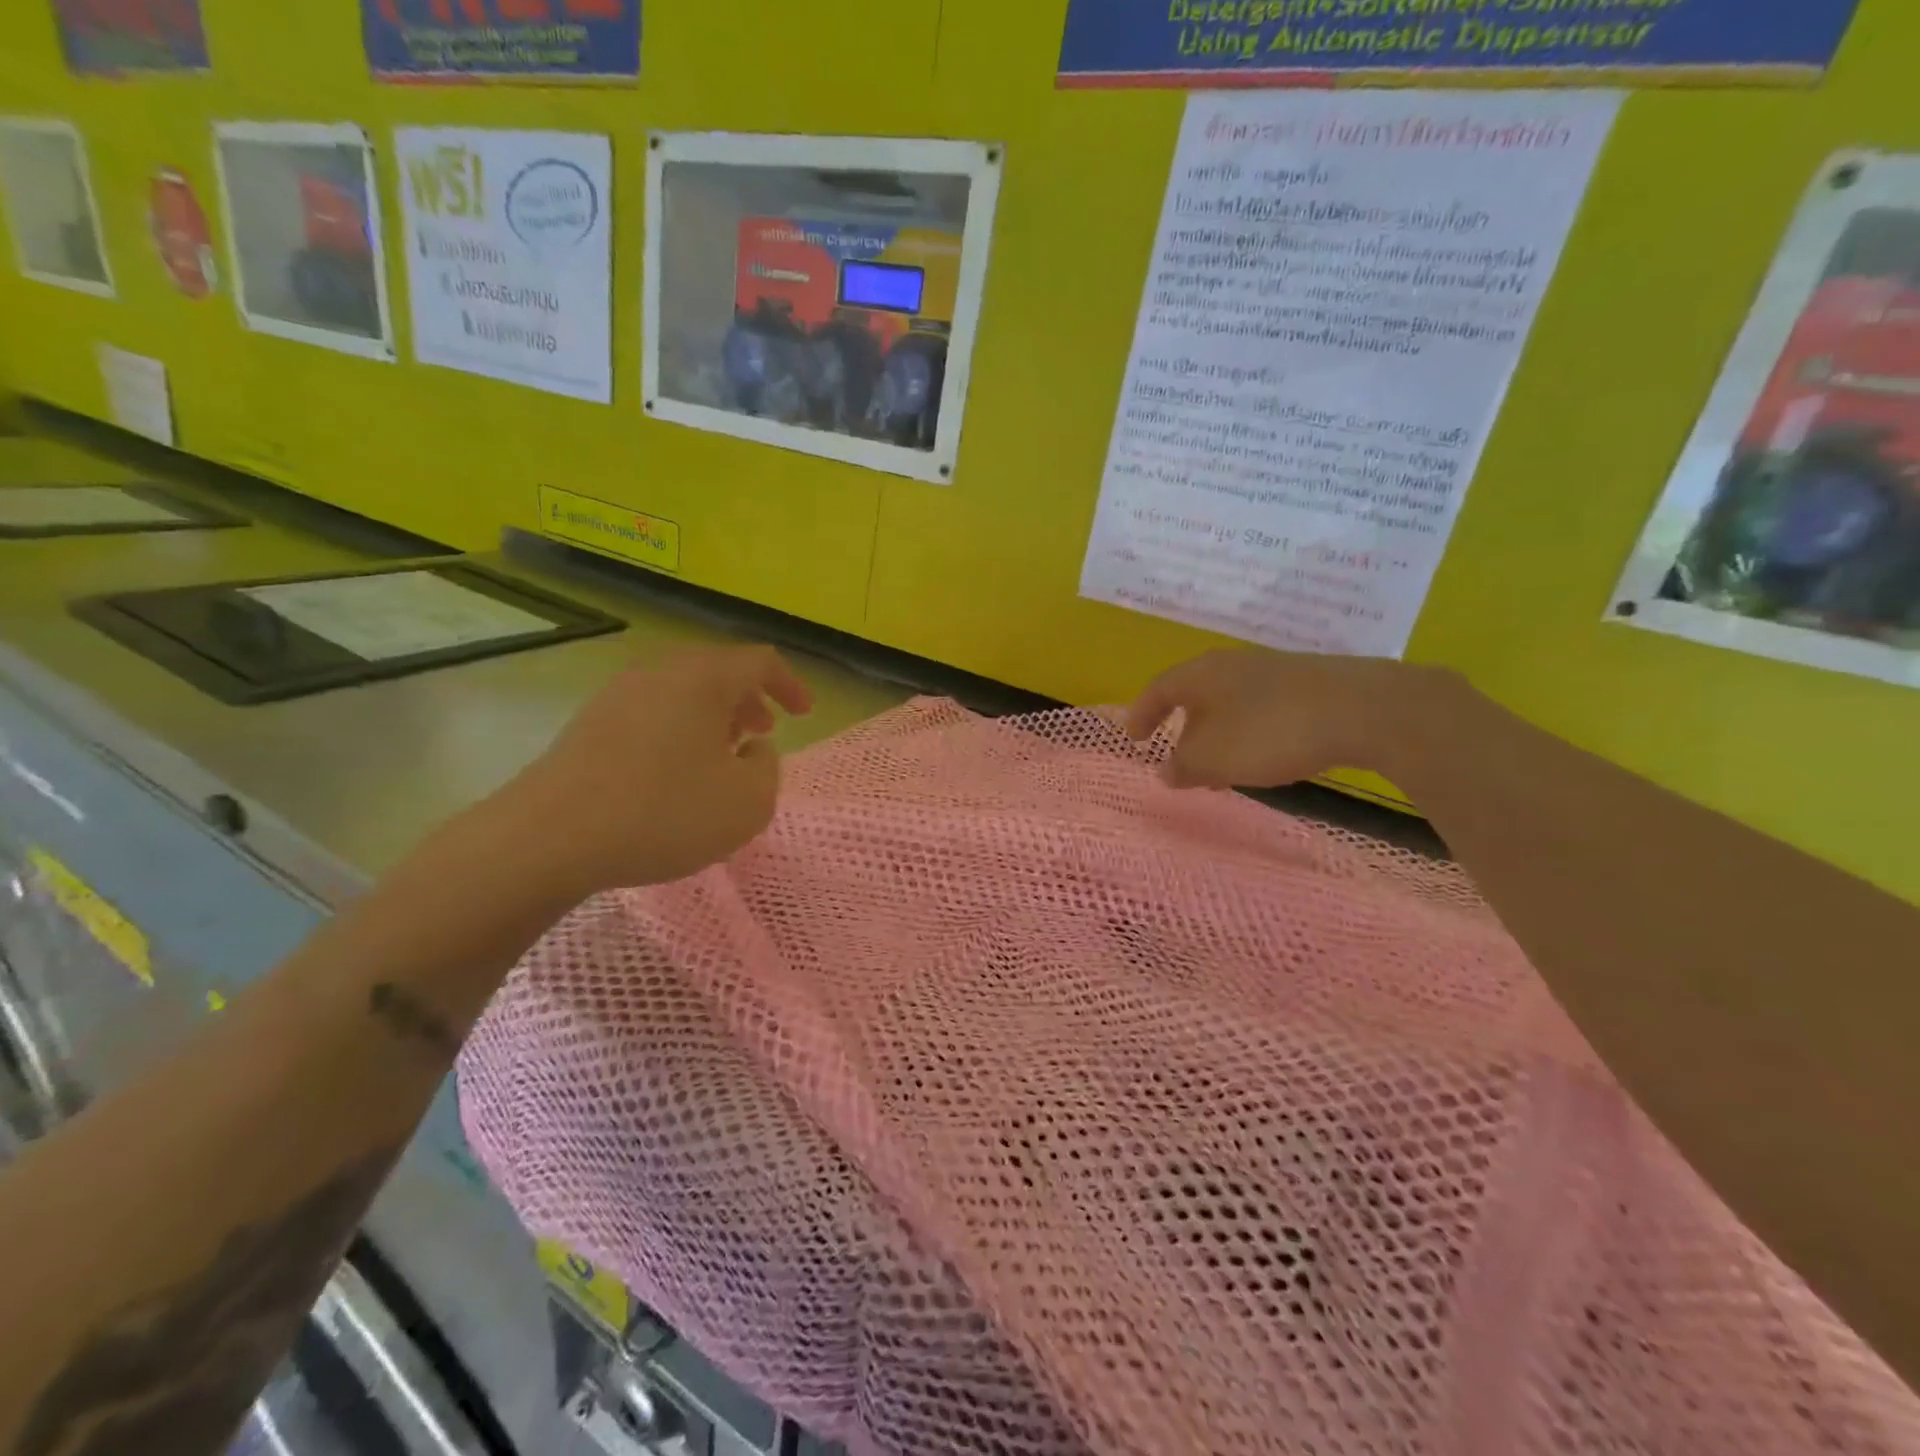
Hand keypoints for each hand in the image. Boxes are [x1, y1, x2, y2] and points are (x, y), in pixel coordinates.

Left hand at [483, 645, 812, 896]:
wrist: (550, 838)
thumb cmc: (665, 813)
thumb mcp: (747, 802)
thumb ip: (768, 769)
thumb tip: (752, 749)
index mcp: (703, 679)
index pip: (759, 661)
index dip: (790, 684)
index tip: (803, 714)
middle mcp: (660, 672)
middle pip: (717, 671)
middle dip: (748, 699)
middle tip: (763, 731)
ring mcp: (618, 695)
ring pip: (681, 691)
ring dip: (712, 716)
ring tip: (723, 752)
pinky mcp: (589, 724)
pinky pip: (651, 712)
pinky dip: (678, 729)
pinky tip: (675, 771)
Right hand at [1126, 649, 1436, 788]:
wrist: (1365, 709)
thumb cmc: (1270, 731)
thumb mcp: (1213, 758)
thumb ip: (1183, 767)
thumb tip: (1165, 772)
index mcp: (1202, 674)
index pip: (1158, 689)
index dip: (1142, 714)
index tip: (1134, 738)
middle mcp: (1233, 665)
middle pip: (1195, 697)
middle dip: (1183, 733)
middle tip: (1180, 765)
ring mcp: (1273, 672)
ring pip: (1230, 706)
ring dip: (1218, 739)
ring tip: (1222, 773)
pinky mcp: (1307, 685)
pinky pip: (1260, 711)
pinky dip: (1248, 735)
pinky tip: (1264, 759)